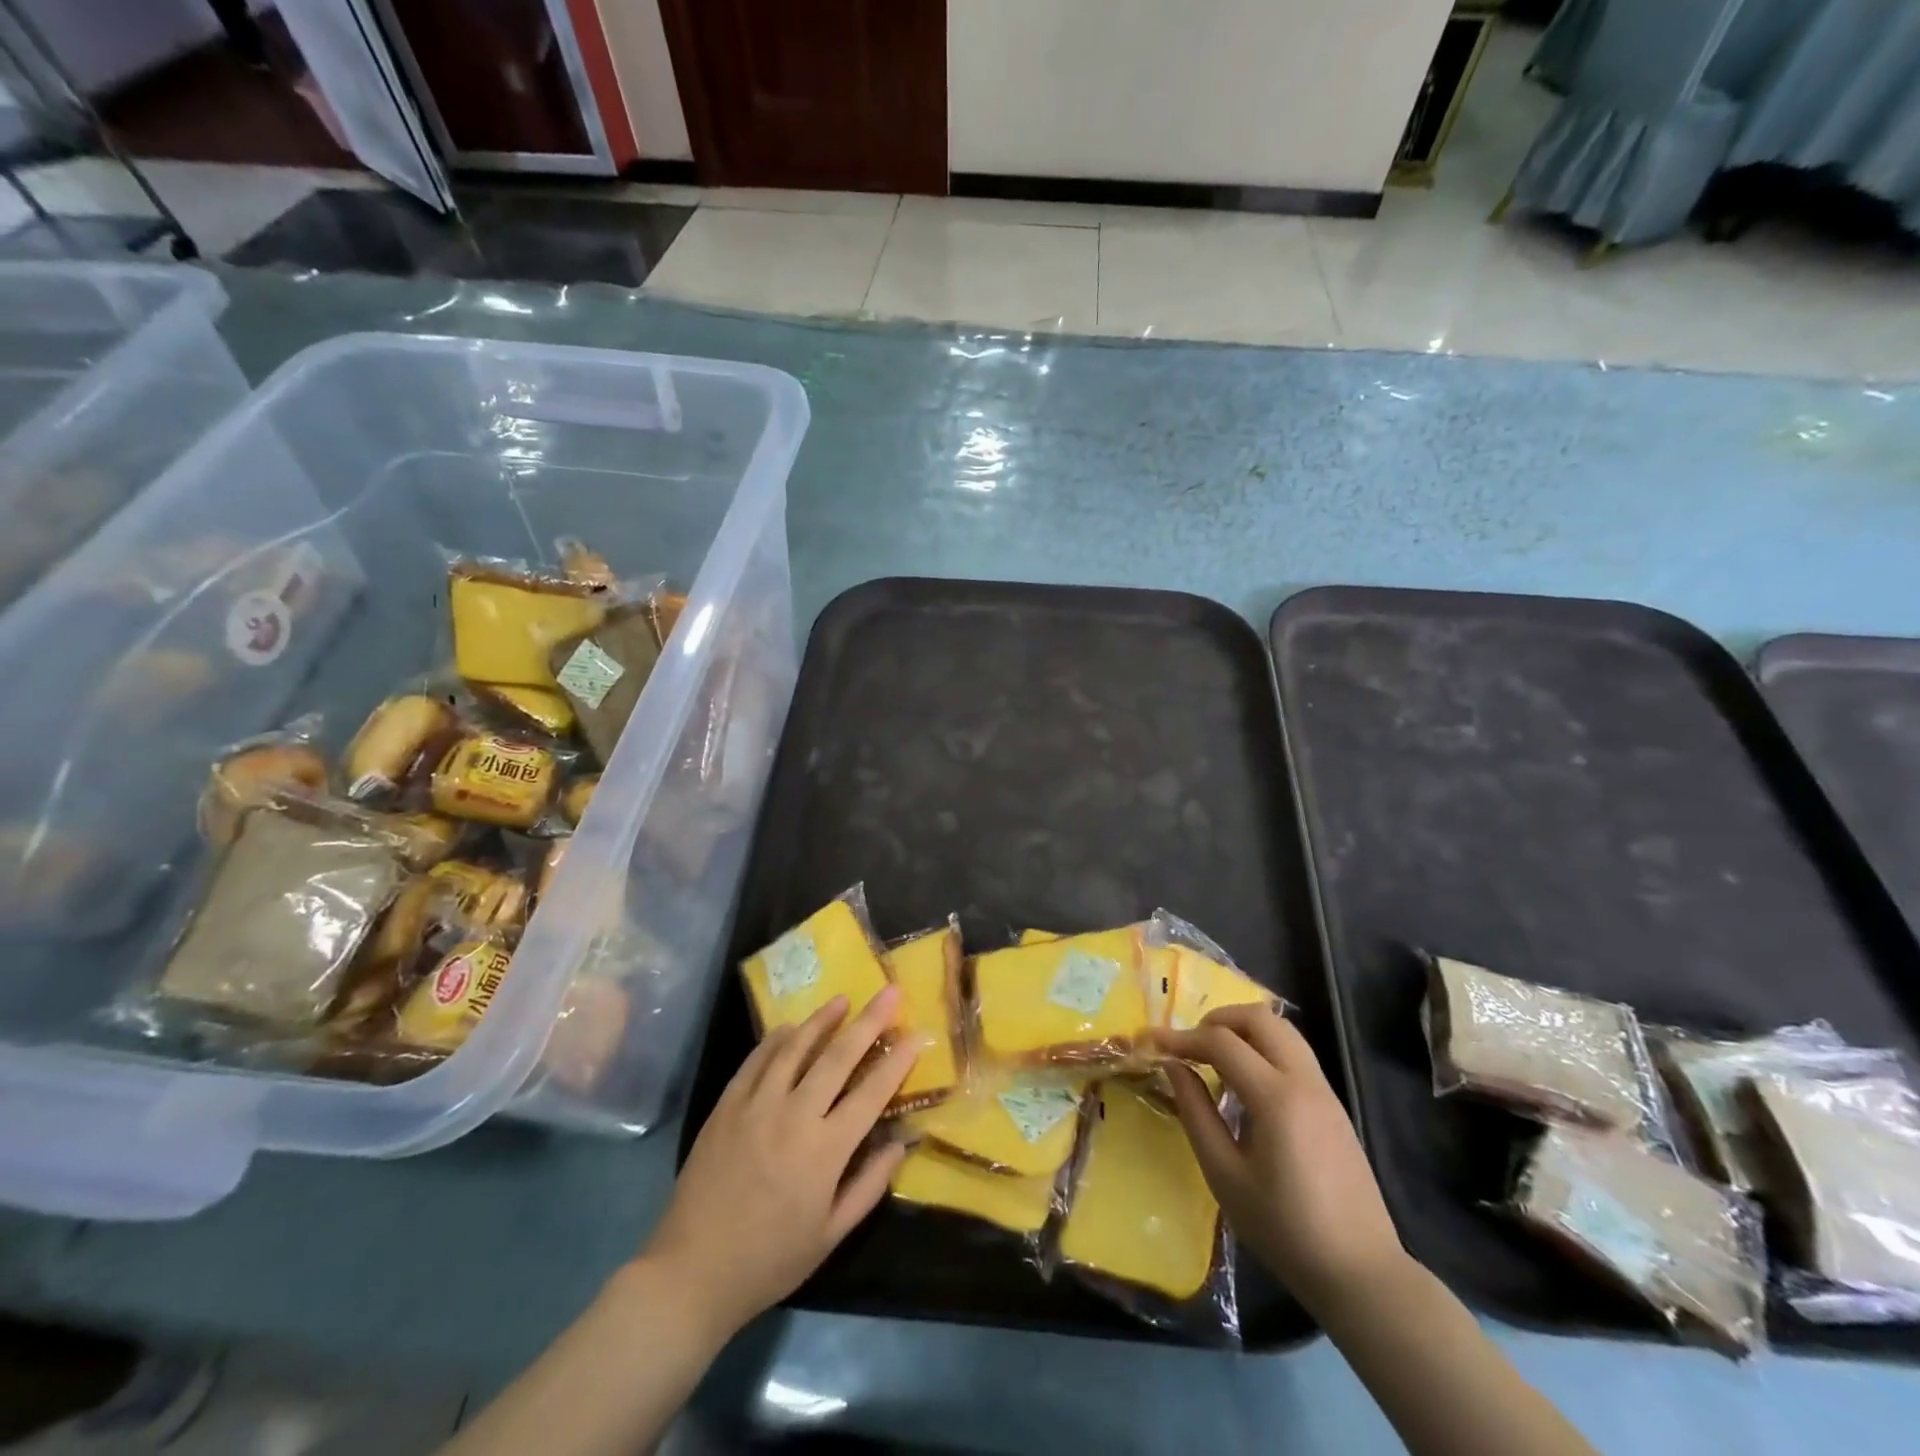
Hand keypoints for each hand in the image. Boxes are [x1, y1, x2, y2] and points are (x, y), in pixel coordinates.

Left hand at [641, 987, 915, 1337]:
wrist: (692, 1272)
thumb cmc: (770, 1260)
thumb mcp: (830, 1235)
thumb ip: (869, 1185)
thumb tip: (901, 1143)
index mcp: (824, 1151)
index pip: (871, 1094)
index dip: (898, 1062)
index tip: (917, 1034)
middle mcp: (793, 1117)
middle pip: (837, 1057)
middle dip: (868, 1021)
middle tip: (889, 991)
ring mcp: (755, 1106)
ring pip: (795, 1048)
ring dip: (822, 1020)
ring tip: (842, 999)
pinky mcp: (726, 1106)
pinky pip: (756, 1061)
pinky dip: (776, 1039)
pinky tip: (790, 1028)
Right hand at [1155, 1004, 1406, 1317]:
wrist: (1362, 1274)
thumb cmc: (1285, 1230)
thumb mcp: (1226, 1176)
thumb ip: (1196, 1114)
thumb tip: (1173, 1067)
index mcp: (1277, 1098)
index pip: (1222, 1042)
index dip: (1182, 1037)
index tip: (1153, 1043)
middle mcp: (1304, 1081)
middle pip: (1259, 1018)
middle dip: (1217, 1020)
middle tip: (1189, 1044)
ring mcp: (1324, 1090)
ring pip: (1282, 1029)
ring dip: (1243, 1030)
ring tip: (1214, 1056)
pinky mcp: (1333, 1105)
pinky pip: (1294, 1053)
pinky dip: (1263, 1048)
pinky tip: (1244, 1082)